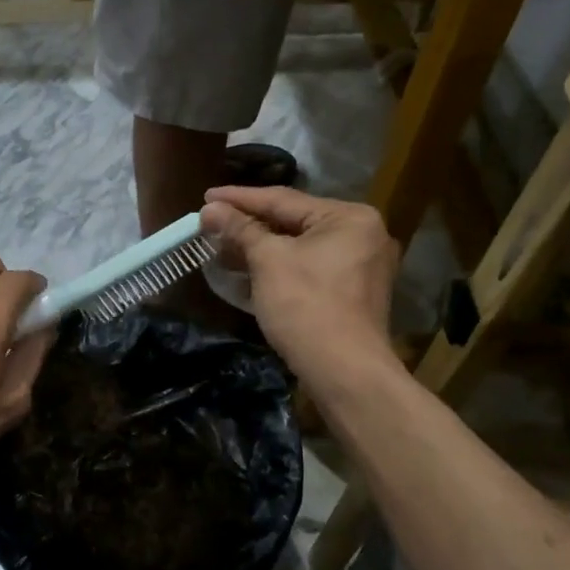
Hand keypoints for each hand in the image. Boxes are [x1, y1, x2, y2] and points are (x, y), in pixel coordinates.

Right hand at [200, 186, 400, 381]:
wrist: (344, 372)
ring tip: (222, 246)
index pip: (283, 199)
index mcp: (349, 217)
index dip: (240, 198)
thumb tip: (210, 209)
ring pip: (300, 247)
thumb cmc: (306, 306)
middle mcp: (363, 235)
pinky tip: (248, 271)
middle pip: (293, 222)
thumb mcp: (268, 261)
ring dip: (260, 248)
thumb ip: (240, 229)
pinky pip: (309, 269)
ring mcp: (361, 267)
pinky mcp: (352, 294)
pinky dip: (279, 267)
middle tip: (211, 222)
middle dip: (249, 225)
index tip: (206, 196)